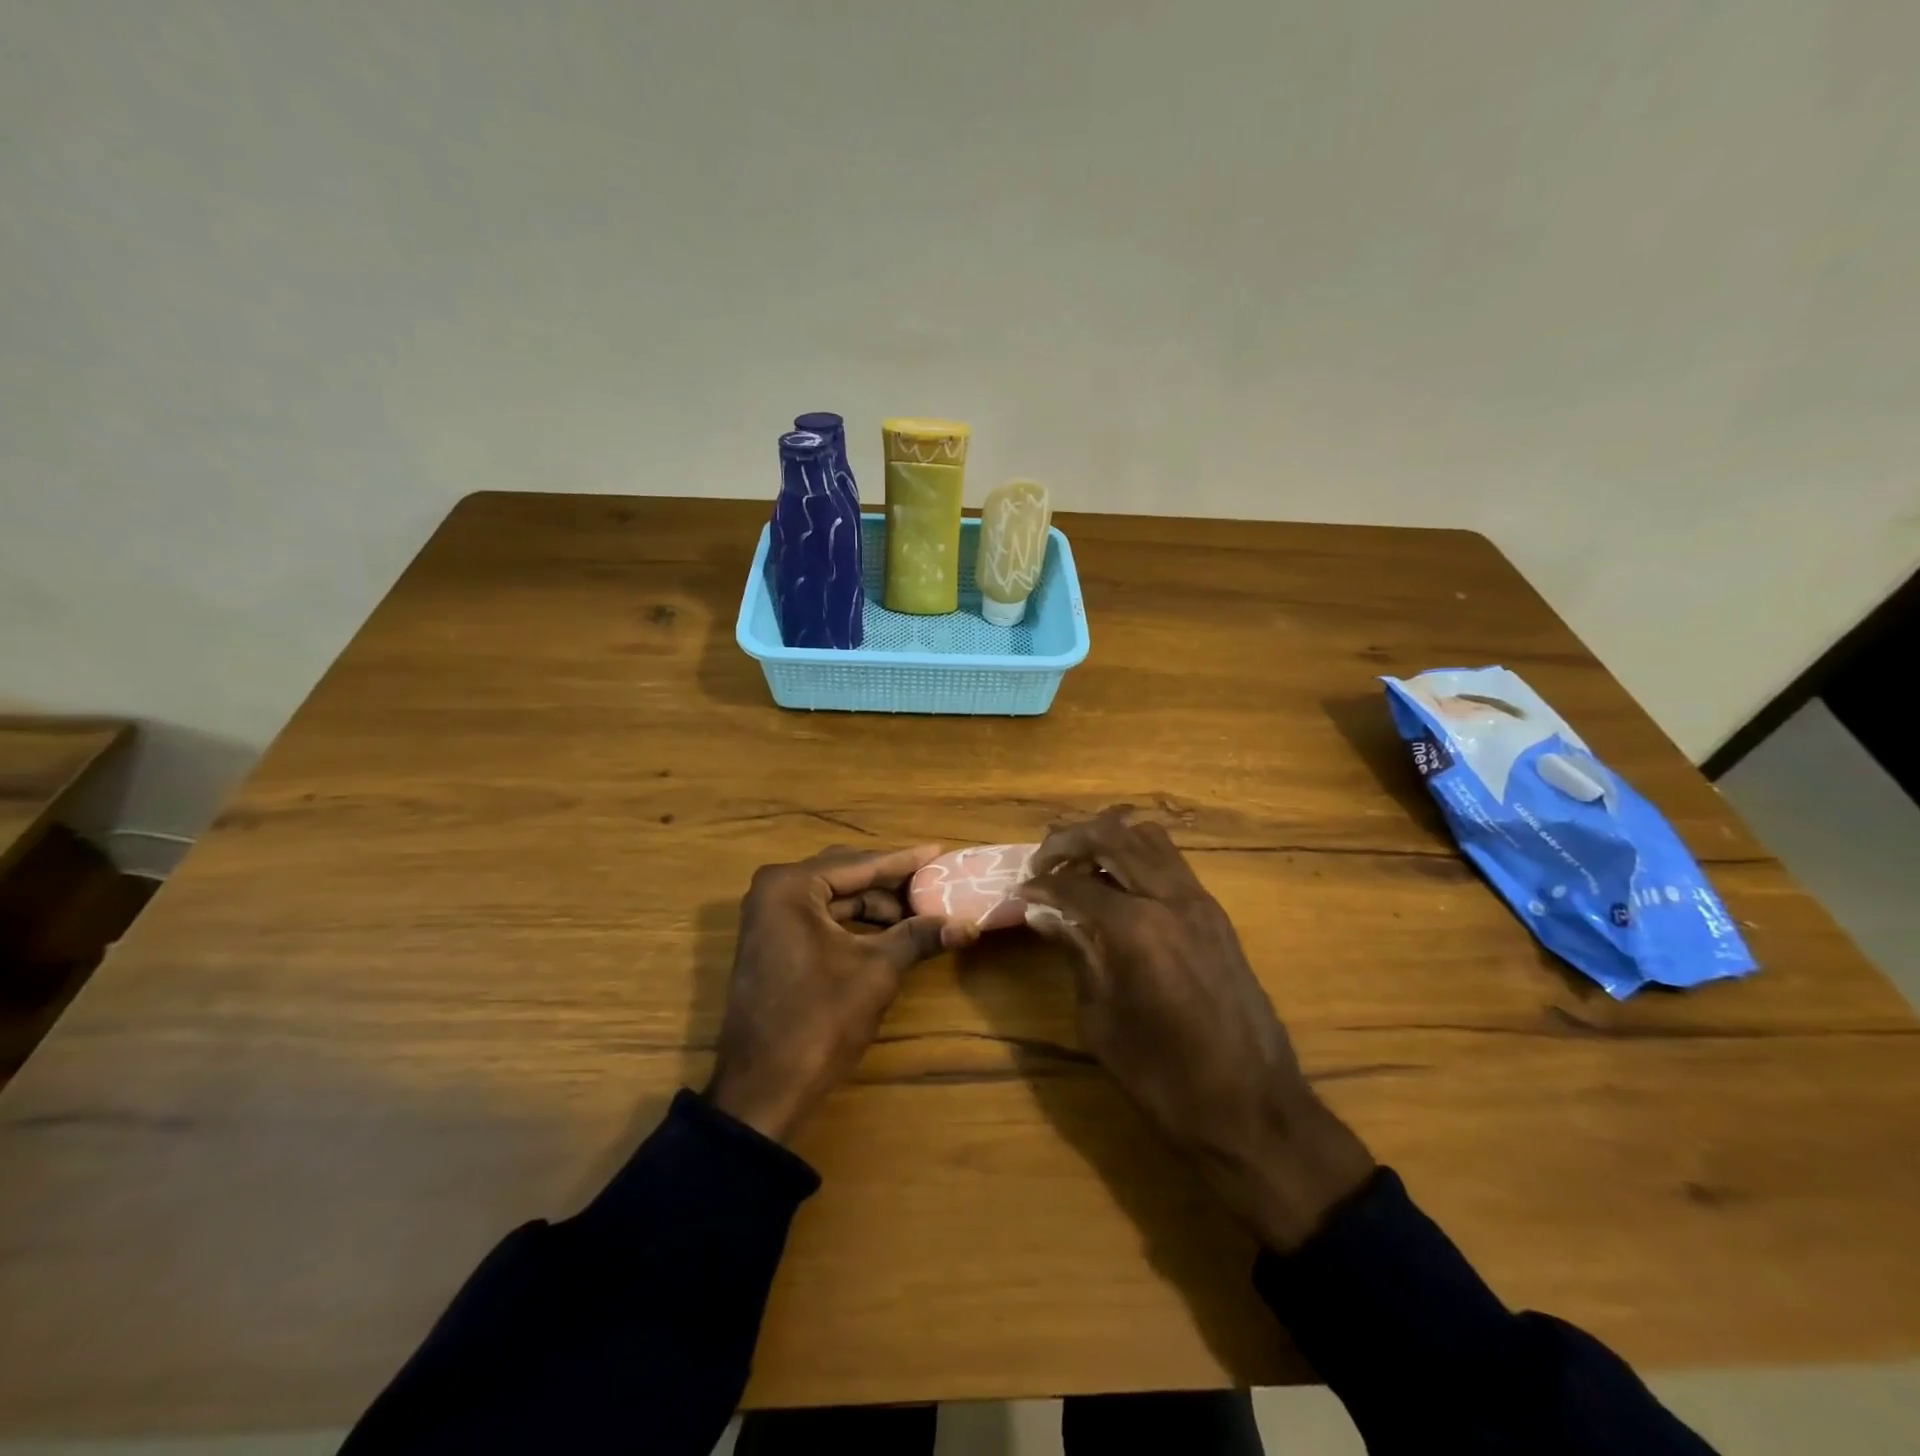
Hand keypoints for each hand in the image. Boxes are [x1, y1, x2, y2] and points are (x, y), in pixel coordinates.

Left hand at [705, 843, 973, 1143]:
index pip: (860, 863)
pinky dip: (856, 923)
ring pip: (834, 897)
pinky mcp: (772, 942)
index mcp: (790, 886)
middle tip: (935, 882)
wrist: (762, 1088)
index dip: (905, 861)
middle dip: (892, 882)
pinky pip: (821, 918)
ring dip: (875, 905)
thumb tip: (969, 924)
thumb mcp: (876, 971)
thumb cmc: (819, 1020)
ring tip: (920, 913)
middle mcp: (773, 890)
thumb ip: (919, 937)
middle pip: (846, 874)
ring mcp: (768, 917)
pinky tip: (889, 931)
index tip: (940, 851)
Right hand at [1022, 808, 1375, 1249]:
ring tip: (1079, 863)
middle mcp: (1171, 898)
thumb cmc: (1164, 1077)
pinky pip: (1171, 861)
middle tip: (1042, 860)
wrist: (1252, 1109)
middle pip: (1113, 836)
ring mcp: (1200, 901)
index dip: (1041, 884)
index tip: (1019, 891)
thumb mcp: (1101, 1020)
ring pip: (1148, 837)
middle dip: (1069, 839)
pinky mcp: (1216, 914)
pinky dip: (1137, 855)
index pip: (1076, 884)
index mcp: (1137, 928)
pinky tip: (1118, 885)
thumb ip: (1075, 953)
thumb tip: (1042, 914)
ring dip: (1107, 838)